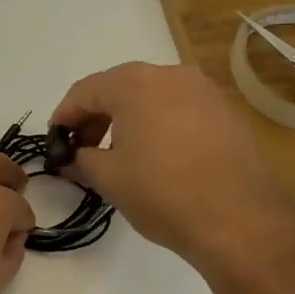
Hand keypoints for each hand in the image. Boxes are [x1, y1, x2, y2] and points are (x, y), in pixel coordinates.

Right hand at [51, 63, 294, 276]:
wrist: (239, 219)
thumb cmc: (162, 193)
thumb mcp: (108, 178)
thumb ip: (81, 160)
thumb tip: (72, 158)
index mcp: (135, 83)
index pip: (85, 91)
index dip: (64, 116)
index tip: (55, 141)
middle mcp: (171, 75)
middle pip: (120, 88)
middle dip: (96, 117)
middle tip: (82, 149)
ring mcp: (204, 91)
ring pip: (152, 97)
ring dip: (128, 120)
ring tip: (118, 154)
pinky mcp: (226, 112)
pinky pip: (180, 109)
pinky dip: (159, 125)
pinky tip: (156, 156)